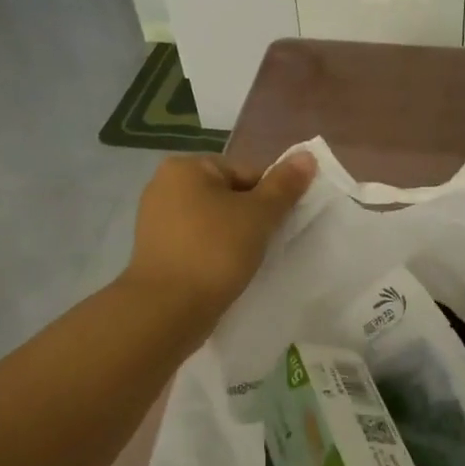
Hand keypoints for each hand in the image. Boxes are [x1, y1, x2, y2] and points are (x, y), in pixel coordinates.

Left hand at [125, 151, 316, 320]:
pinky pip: (197, 243)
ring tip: (247, 262)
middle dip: (251, 218)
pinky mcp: (156, 250)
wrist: (168, 309)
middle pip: (229, 195)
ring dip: (235, 238)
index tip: (278, 226)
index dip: (270, 198)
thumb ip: (284, 185)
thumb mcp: (259, 215)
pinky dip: (215, 254)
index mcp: (186, 167)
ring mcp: (156, 220)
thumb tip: (307, 156)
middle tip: (266, 246)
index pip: (246, 173)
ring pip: (214, 222)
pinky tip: (226, 272)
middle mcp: (164, 185)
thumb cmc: (215, 252)